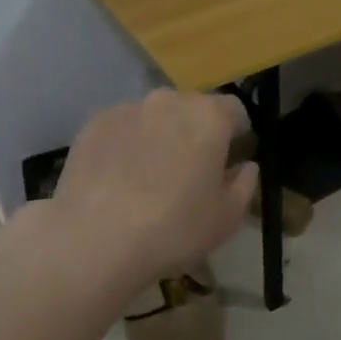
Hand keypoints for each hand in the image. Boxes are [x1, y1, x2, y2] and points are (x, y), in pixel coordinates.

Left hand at [45, 90, 257, 290]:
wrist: (96, 239)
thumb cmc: (174, 228)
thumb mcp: (227, 218)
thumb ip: (244, 184)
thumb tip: (245, 167)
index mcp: (210, 116)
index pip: (234, 110)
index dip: (235, 134)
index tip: (228, 161)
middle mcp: (170, 100)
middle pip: (192, 109)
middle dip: (194, 133)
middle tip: (188, 172)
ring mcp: (129, 108)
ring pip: (154, 117)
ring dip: (158, 136)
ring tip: (147, 177)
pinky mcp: (94, 123)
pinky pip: (122, 128)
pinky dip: (125, 144)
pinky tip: (117, 179)